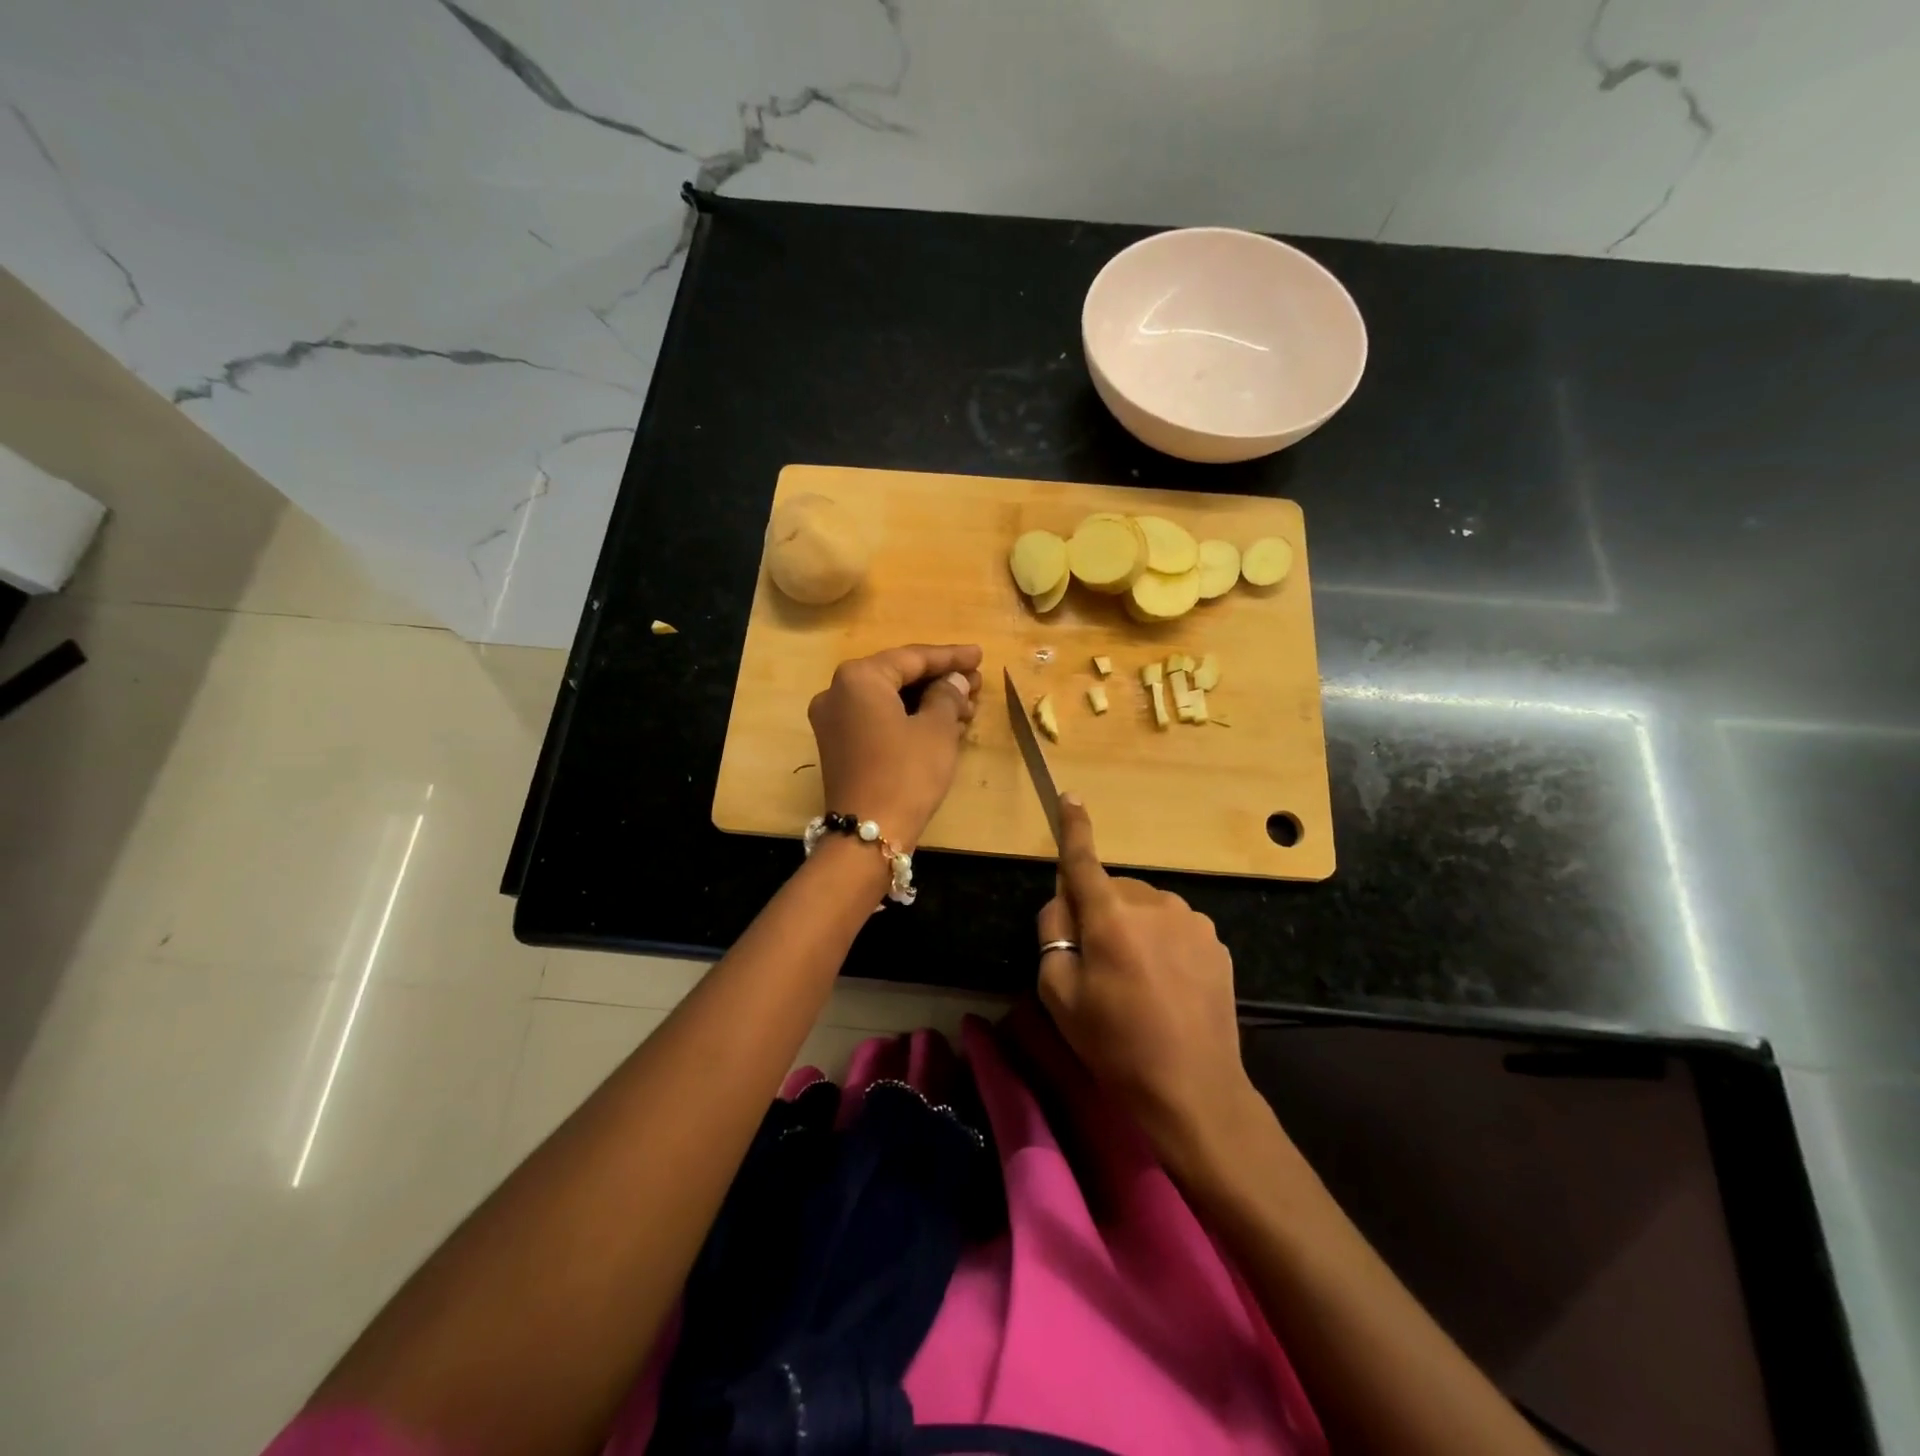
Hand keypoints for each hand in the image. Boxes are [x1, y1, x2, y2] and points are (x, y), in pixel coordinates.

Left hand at [808, 644, 982, 848]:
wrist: (868, 834)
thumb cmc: (906, 773)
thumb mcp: (937, 730)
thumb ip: (948, 695)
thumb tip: (955, 681)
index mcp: (859, 677)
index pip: (912, 658)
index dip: (950, 657)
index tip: (979, 655)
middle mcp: (837, 692)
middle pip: (897, 676)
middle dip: (939, 680)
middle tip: (977, 683)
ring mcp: (833, 721)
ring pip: (888, 699)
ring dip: (927, 701)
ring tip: (967, 707)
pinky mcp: (838, 746)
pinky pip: (877, 719)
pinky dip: (908, 718)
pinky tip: (941, 724)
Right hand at [1036, 797, 1260, 1178]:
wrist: (1194, 1089)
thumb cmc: (1116, 1045)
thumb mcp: (1059, 995)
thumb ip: (1052, 934)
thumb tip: (1063, 900)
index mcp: (1111, 916)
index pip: (1084, 861)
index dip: (1074, 828)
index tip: (1070, 797)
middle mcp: (1154, 904)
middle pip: (1113, 891)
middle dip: (1100, 914)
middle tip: (1098, 966)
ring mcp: (1191, 920)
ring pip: (1145, 908)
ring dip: (1133, 928)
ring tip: (1137, 982)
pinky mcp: (1215, 941)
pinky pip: (1173, 926)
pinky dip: (1161, 942)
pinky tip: (1166, 985)